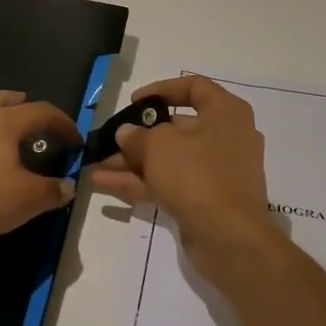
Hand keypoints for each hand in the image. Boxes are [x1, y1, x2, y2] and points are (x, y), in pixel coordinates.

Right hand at [86, 76, 277, 269]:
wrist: (230, 238)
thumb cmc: (197, 174)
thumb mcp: (159, 146)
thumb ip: (137, 136)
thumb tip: (126, 133)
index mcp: (226, 112)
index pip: (193, 87)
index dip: (161, 90)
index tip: (134, 102)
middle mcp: (225, 137)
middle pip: (176, 128)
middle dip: (138, 136)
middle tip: (108, 141)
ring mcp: (216, 172)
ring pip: (168, 160)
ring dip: (131, 162)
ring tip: (95, 166)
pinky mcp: (206, 200)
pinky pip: (170, 183)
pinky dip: (140, 182)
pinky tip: (103, 184)